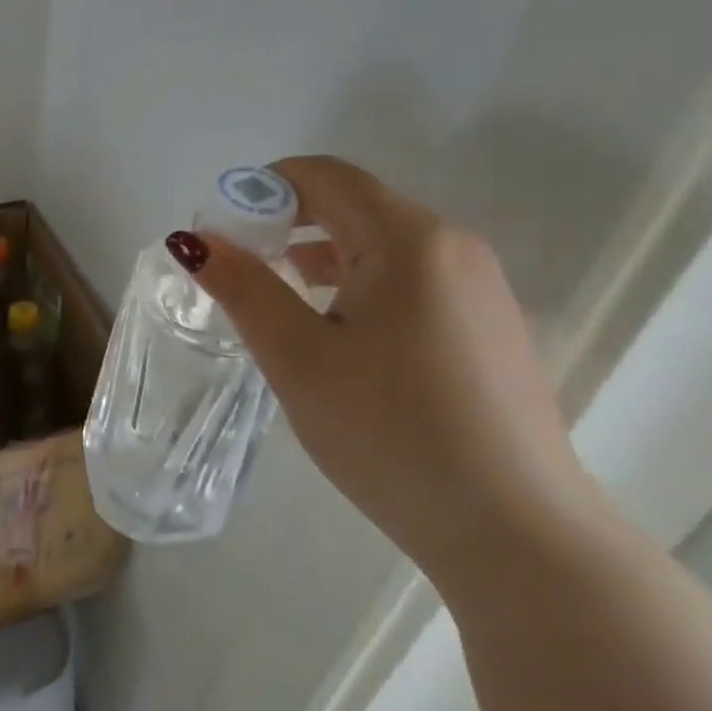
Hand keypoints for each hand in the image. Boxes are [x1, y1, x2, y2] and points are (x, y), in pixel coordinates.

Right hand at [180, 156, 595, 580]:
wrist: (517, 533)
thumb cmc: (391, 433)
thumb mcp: (299, 358)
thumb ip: (244, 288)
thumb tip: (194, 240)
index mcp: (409, 240)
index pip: (325, 176)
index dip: (264, 188)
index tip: (225, 231)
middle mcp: (454, 246)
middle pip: (355, 205)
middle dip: (290, 223)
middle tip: (243, 269)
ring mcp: (482, 286)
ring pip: (384, 244)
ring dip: (323, 255)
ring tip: (282, 302)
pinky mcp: (492, 325)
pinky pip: (414, 279)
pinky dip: (363, 283)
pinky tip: (342, 337)